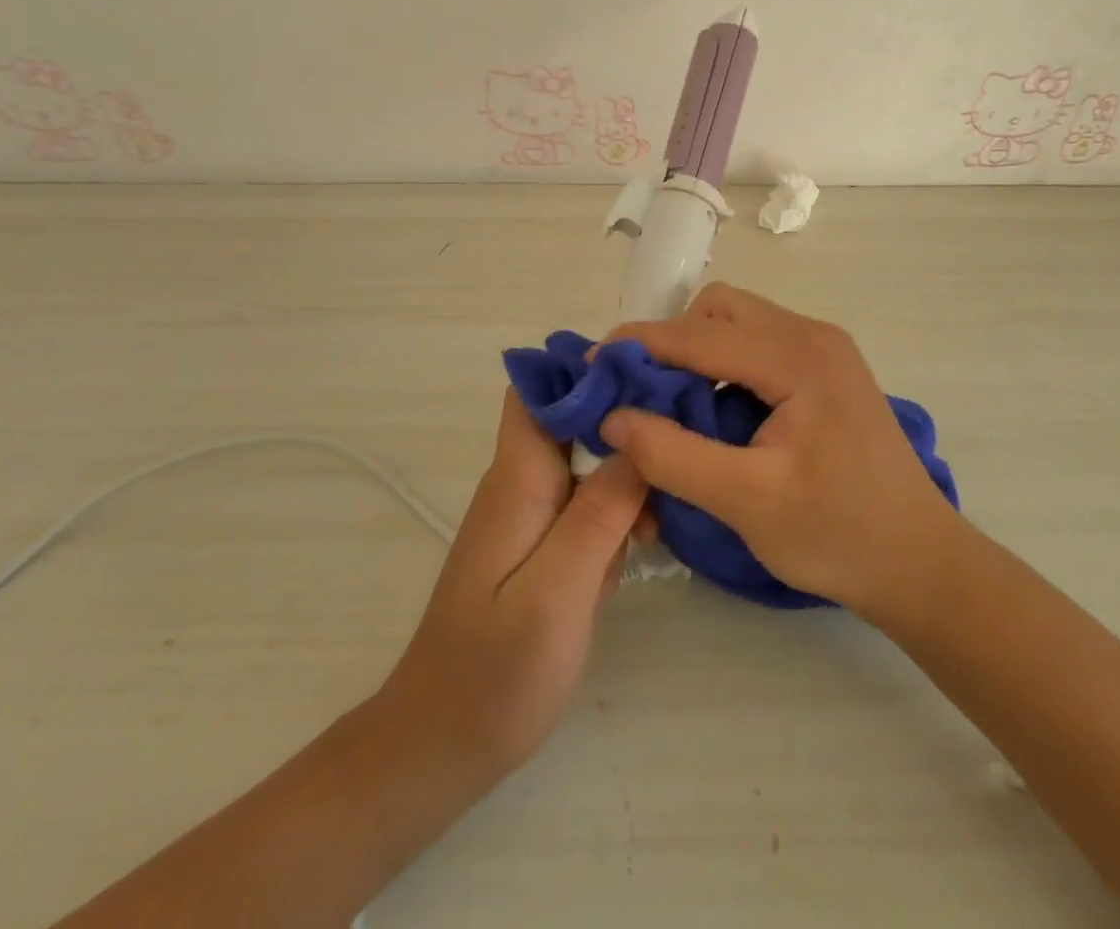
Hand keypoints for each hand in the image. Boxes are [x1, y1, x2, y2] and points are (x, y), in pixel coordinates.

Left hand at [378, 390, 647, 777]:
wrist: (438, 748)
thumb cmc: (496, 673)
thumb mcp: (559, 592)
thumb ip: (600, 512)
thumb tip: (638, 434)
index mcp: (518, 480)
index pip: (537, 390)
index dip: (586, 371)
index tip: (647, 376)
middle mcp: (520, 485)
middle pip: (572, 421)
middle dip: (625, 423)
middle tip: (680, 445)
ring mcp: (528, 517)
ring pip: (586, 465)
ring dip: (627, 477)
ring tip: (665, 513)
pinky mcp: (538, 548)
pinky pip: (585, 506)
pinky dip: (616, 515)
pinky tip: (641, 548)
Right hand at [600, 284, 959, 619]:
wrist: (921, 563)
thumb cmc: (838, 535)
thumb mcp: (747, 502)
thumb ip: (673, 456)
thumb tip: (613, 417)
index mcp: (798, 357)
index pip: (699, 334)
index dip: (639, 346)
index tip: (591, 366)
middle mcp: (812, 335)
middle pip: (720, 310)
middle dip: (671, 343)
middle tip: (641, 394)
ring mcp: (824, 349)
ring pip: (738, 323)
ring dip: (696, 353)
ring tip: (672, 407)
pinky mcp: (826, 370)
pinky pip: (758, 345)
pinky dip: (723, 366)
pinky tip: (715, 413)